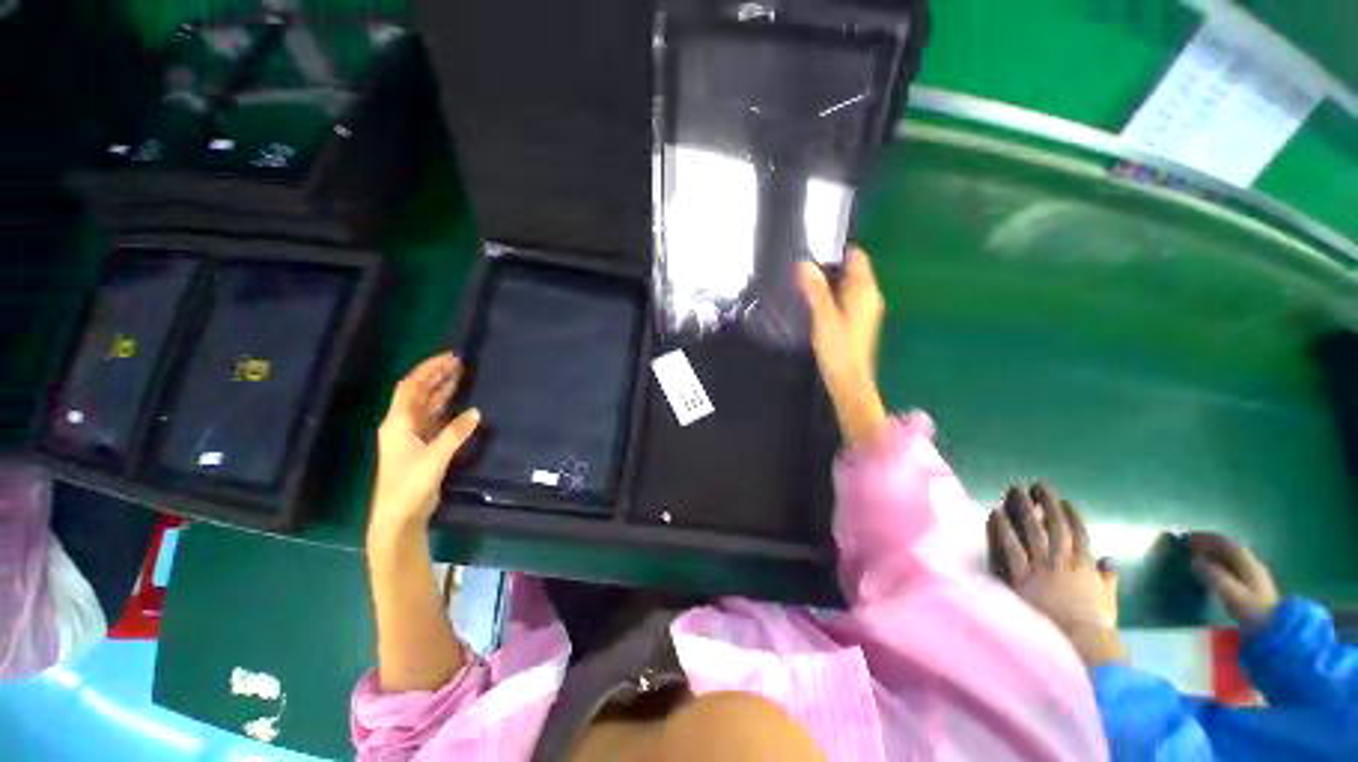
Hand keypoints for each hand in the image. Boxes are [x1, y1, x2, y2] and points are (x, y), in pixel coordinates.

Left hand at [370, 353, 480, 537]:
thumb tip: (475, 411)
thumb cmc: (410, 484)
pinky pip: (435, 418)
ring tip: (459, 375)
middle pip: (418, 393)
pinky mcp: (422, 446)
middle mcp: (402, 425)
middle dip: (436, 376)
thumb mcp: (434, 457)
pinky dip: (446, 407)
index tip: (449, 358)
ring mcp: (412, 436)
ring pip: (427, 405)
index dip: (428, 370)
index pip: (411, 388)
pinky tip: (459, 402)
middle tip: (458, 362)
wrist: (399, 515)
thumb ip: (455, 433)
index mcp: (398, 423)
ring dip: (441, 389)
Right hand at [798, 246, 889, 446]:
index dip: (837, 250)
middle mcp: (869, 296)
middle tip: (803, 267)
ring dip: (830, 281)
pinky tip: (815, 303)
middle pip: (852, 270)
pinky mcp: (858, 322)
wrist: (849, 381)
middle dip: (830, 266)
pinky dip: (833, 295)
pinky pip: (846, 298)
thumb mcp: (823, 317)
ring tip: (805, 282)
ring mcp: (865, 310)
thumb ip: (814, 290)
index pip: (857, 257)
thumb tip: (804, 264)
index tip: (815, 249)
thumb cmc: (839, 349)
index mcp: (864, 291)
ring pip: (848, 285)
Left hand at [988, 483, 1121, 665]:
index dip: (1069, 513)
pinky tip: (994, 513)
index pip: (1078, 532)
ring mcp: (1038, 568)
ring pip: (1030, 530)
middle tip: (1033, 484)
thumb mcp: (1108, 601)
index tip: (1061, 499)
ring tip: (1012, 490)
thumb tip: (1109, 559)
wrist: (1076, 646)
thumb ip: (1107, 578)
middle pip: (1052, 524)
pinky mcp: (1018, 576)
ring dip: (1021, 507)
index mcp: (1085, 566)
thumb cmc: (1093, 628)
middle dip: (1044, 502)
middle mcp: (1061, 562)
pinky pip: (1008, 547)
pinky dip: (1001, 529)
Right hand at [1188, 532, 1279, 634]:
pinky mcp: (1253, 587)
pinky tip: (1213, 573)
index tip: (1188, 538)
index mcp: (1248, 563)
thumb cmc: (1252, 610)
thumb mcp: (1231, 593)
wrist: (1275, 631)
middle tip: (1190, 548)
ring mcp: (1254, 577)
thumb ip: (1213, 575)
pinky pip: (1233, 569)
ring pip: (1232, 559)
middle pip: (1230, 550)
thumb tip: (1194, 560)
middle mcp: (1252, 565)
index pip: (1226, 543)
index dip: (1207, 538)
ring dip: (1215, 556)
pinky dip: (1220, 565)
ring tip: (1198, 559)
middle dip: (1210, 546)